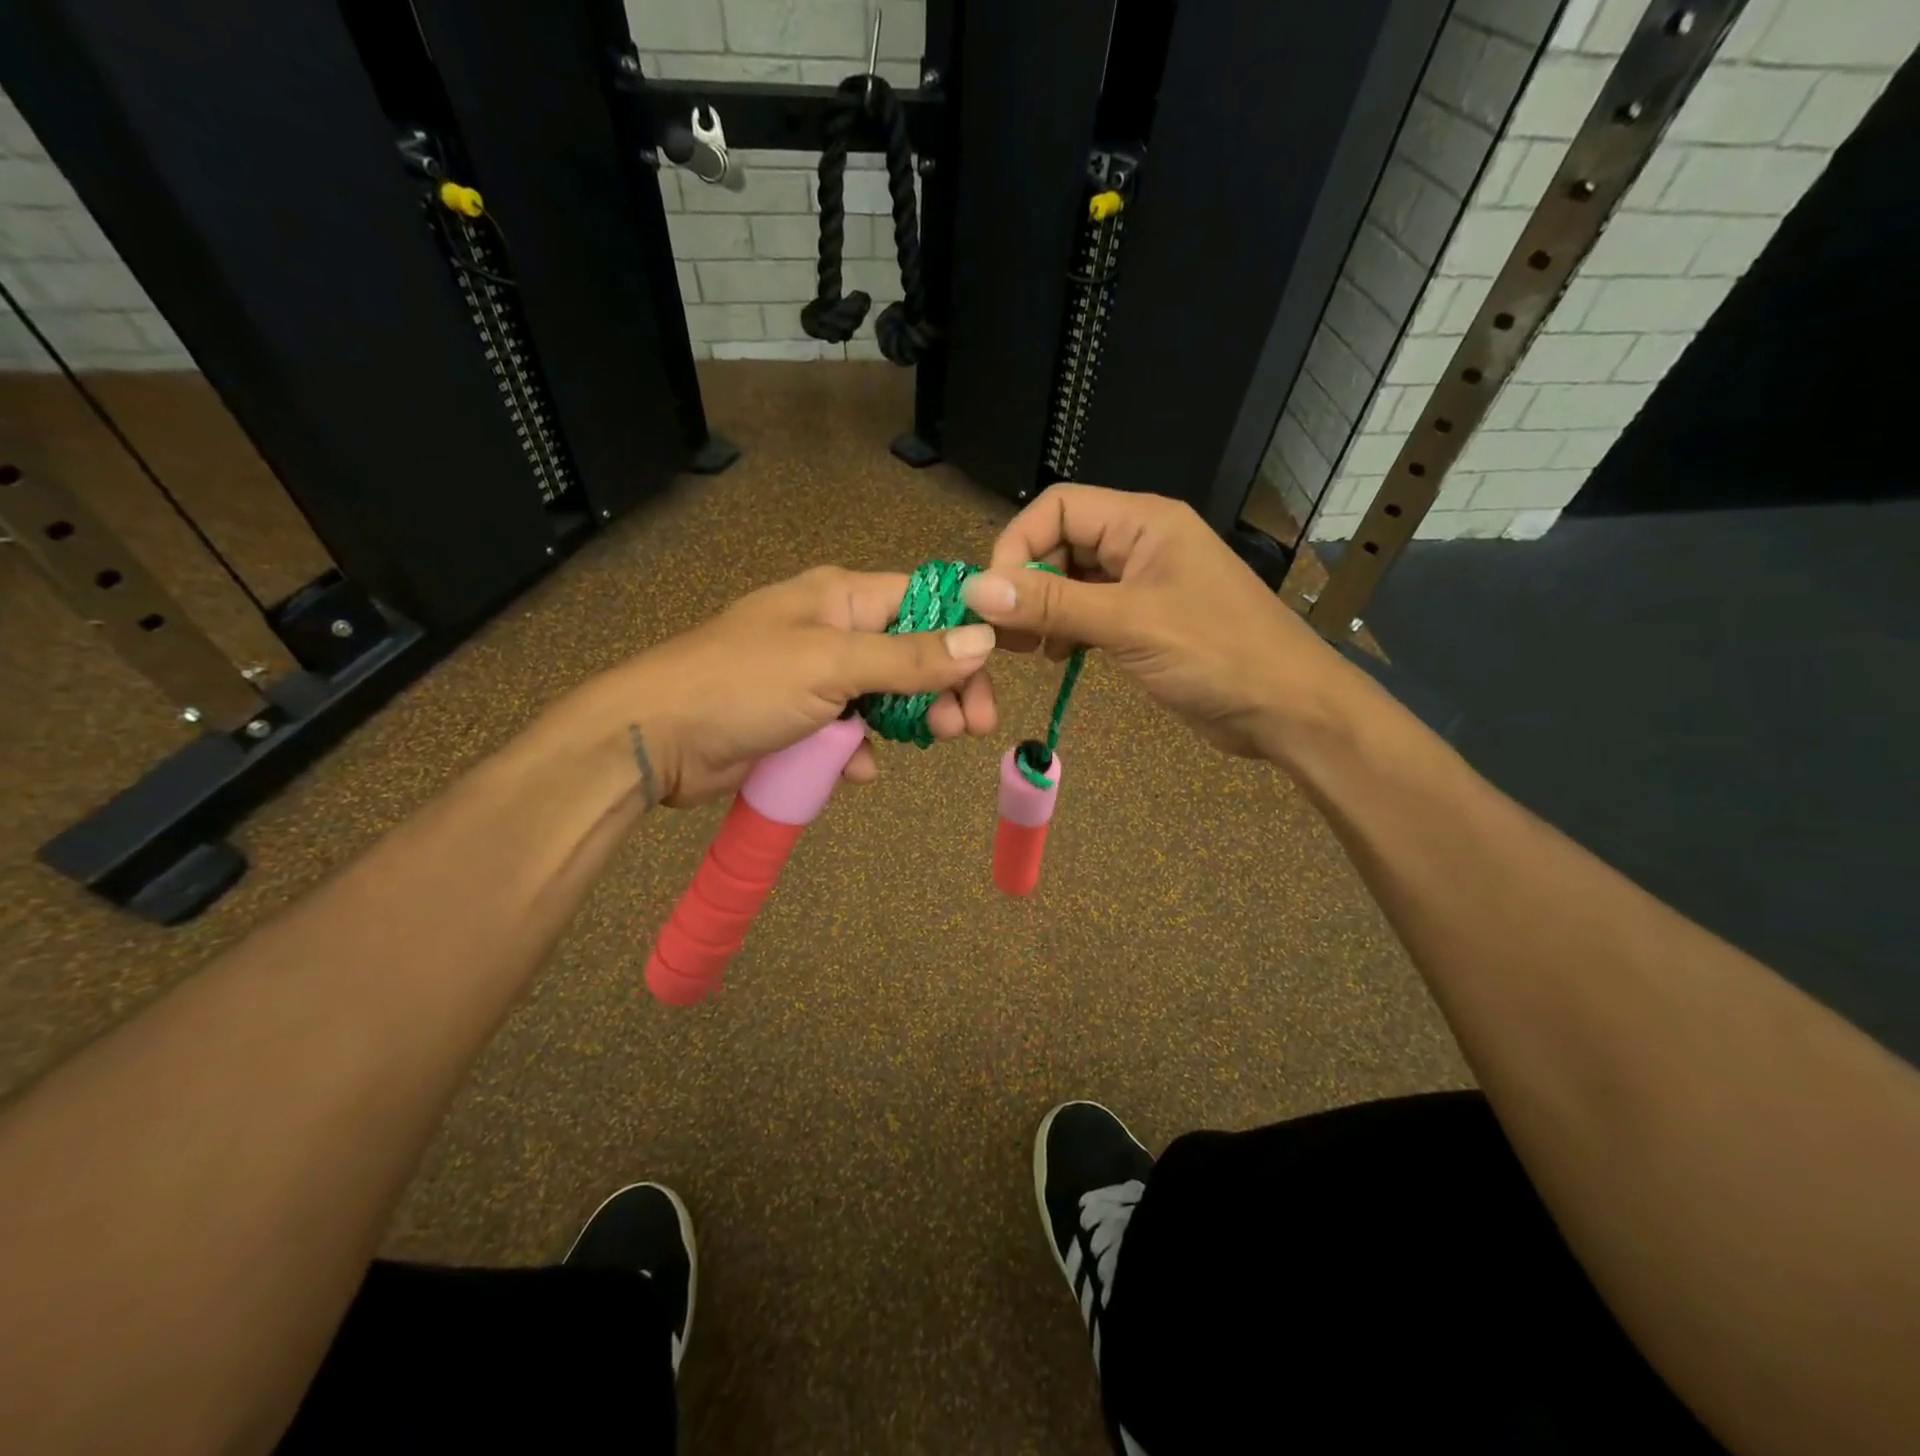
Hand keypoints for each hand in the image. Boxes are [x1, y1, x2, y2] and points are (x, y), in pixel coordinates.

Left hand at [603, 566, 998, 806]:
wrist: (656, 739)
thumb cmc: (744, 685)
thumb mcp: (832, 665)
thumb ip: (909, 657)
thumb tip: (983, 639)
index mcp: (841, 598)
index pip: (923, 600)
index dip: (963, 631)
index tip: (992, 671)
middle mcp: (834, 631)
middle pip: (912, 653)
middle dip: (945, 687)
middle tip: (972, 727)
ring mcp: (817, 678)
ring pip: (886, 696)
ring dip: (909, 721)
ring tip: (931, 743)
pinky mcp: (801, 721)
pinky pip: (850, 732)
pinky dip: (861, 750)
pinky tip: (858, 769)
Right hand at [961, 484, 1344, 757]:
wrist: (1286, 708)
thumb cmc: (1216, 654)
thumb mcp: (1129, 624)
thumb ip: (1052, 604)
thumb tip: (976, 590)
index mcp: (1143, 522)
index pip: (1058, 507)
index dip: (1017, 543)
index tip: (993, 596)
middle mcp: (1140, 543)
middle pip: (1060, 542)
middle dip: (1026, 583)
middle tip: (1002, 633)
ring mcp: (1143, 583)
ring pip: (1071, 581)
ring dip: (1042, 609)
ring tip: (1025, 649)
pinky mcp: (1144, 620)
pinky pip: (1089, 612)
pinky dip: (1065, 629)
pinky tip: (1057, 658)